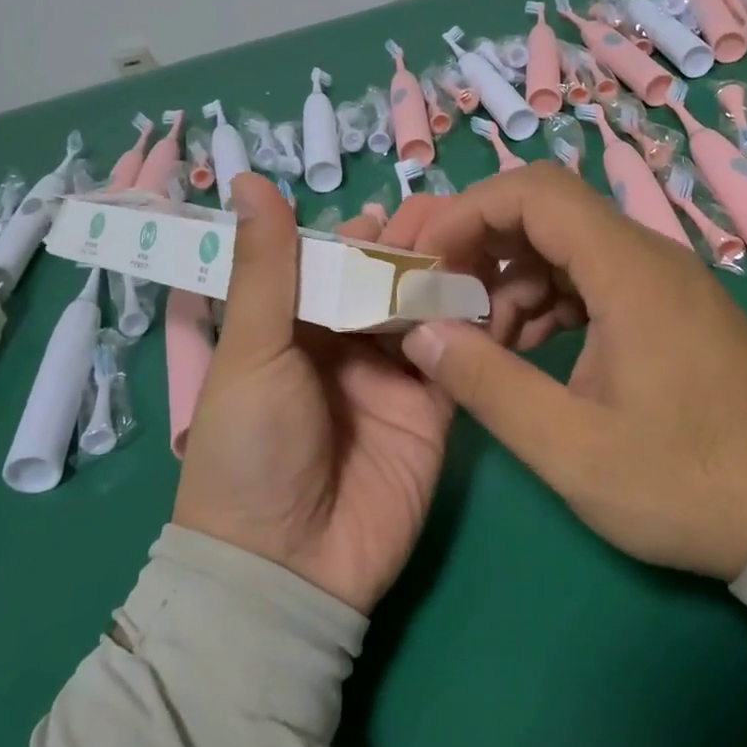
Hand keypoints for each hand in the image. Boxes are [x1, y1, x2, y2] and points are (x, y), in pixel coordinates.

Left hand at [173, 174, 454, 614]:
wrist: (288, 568)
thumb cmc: (250, 450)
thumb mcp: (252, 350)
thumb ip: (265, 267)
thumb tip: (246, 178)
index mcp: (294, 327)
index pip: (333, 263)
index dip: (362, 233)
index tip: (398, 204)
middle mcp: (346, 344)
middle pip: (385, 282)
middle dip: (415, 247)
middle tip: (454, 211)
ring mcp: (394, 376)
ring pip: (426, 310)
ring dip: (450, 274)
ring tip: (482, 236)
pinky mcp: (435, 408)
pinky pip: (458, 355)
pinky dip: (476, 322)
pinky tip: (500, 285)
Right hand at [382, 161, 746, 581]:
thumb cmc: (687, 482)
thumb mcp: (572, 447)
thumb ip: (488, 384)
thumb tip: (421, 333)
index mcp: (629, 271)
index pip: (534, 192)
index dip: (469, 212)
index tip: (427, 261)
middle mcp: (647, 255)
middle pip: (546, 211)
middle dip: (483, 247)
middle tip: (444, 302)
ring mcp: (660, 279)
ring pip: (564, 245)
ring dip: (512, 280)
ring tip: (487, 344)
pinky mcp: (666, 305)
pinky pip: (590, 276)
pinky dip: (547, 300)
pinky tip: (528, 350)